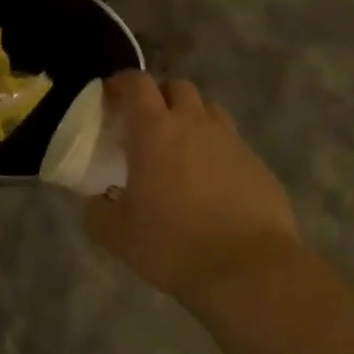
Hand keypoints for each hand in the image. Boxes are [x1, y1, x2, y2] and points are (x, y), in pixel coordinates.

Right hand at [85, 72, 302, 306]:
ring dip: (190, 118)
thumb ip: (97, 211)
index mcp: (154, 131)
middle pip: (177, 87)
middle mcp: (194, 123)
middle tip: (145, 125)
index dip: (121, 84)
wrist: (248, 268)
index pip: (137, 84)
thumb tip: (95, 201)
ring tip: (179, 148)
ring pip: (208, 110)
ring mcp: (231, 140)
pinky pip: (231, 142)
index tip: (109, 98)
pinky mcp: (257, 163)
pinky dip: (215, 149)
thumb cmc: (173, 244)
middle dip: (159, 97)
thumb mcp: (117, 235)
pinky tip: (210, 181)